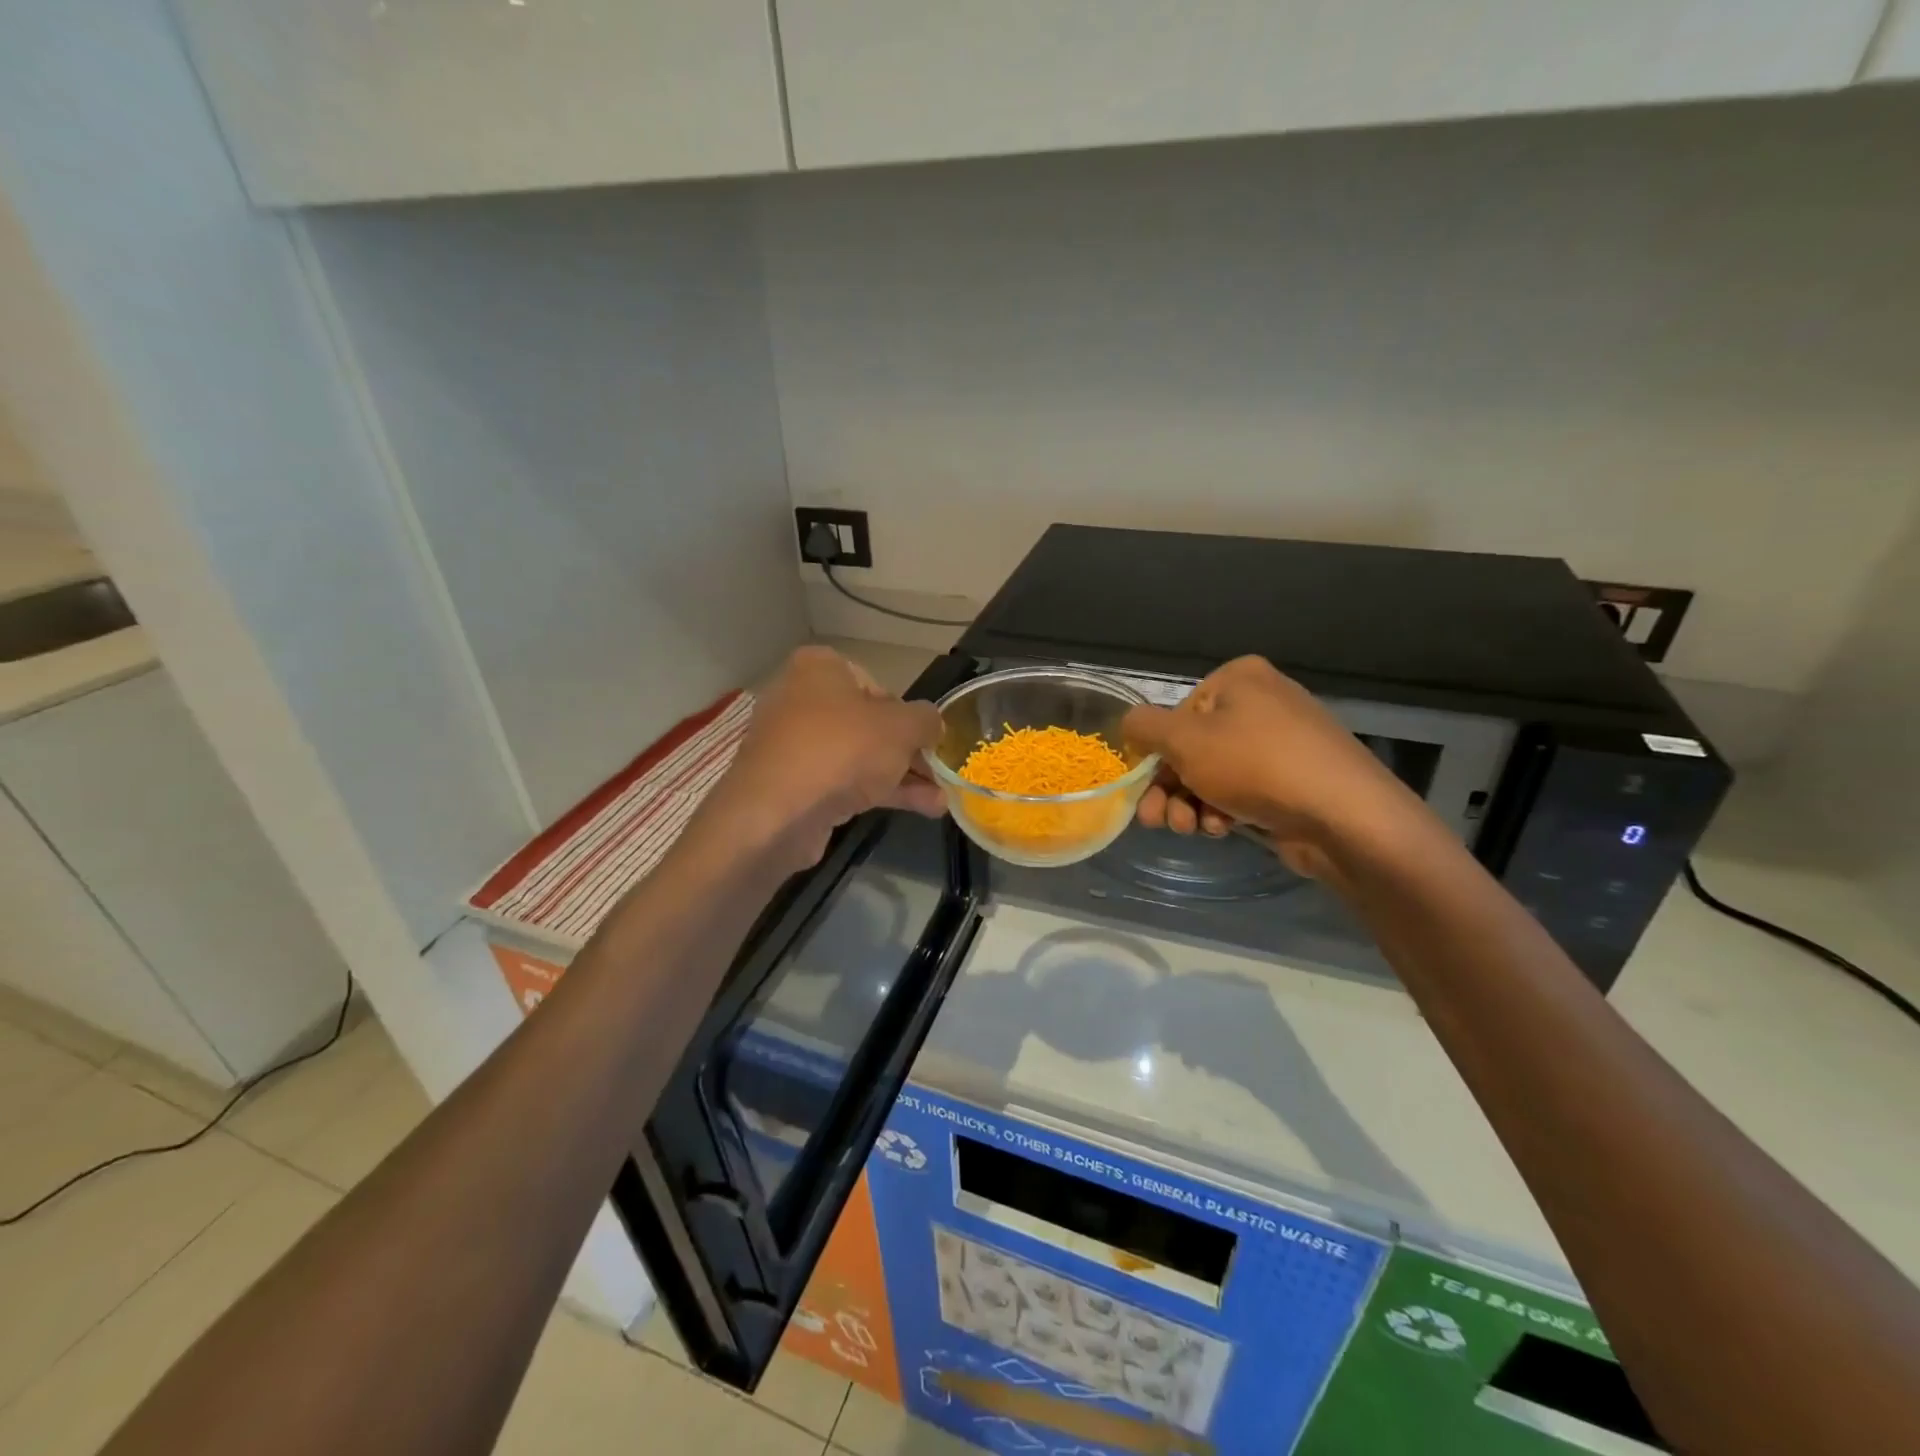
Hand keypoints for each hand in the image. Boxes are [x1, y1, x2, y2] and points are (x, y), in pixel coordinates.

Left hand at [694, 646, 944, 872]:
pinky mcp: (792, 784)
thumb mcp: (902, 728)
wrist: (777, 814)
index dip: (905, 712)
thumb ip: (926, 720)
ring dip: (901, 778)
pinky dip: (877, 793)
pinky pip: (842, 781)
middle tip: (937, 772)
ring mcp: (792, 745)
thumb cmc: (842, 749)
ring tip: (939, 802)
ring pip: (858, 756)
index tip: (925, 737)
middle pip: (868, 724)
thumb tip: (933, 723)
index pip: (875, 683)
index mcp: (819, 668)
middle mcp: (799, 699)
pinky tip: (919, 810)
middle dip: (908, 752)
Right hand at [1121, 656, 1415, 877]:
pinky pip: (1242, 790)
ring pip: (1213, 773)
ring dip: (1191, 804)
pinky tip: (1222, 829)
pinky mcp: (1293, 780)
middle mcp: (1262, 703)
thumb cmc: (1256, 765)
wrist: (1344, 816)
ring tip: (1189, 828)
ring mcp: (1281, 743)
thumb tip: (1130, 724)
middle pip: (1193, 747)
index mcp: (1239, 679)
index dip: (1158, 752)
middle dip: (1169, 787)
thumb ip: (1145, 727)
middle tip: (1156, 820)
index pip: (1177, 713)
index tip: (1146, 786)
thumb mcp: (1184, 740)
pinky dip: (1223, 810)